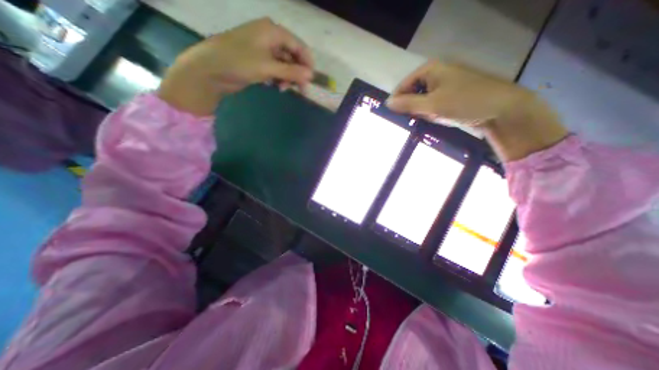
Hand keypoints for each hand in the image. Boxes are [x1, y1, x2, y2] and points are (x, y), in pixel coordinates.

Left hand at [158, 17, 314, 114]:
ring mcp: (263, 50)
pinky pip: (275, 69)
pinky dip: (278, 78)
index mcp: (272, 31)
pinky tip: (275, 86)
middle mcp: (269, 37)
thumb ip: (291, 71)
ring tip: (283, 89)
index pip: (298, 45)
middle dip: (297, 73)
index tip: (311, 80)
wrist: (210, 70)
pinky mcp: (258, 61)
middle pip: (292, 56)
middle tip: (300, 90)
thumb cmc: (239, 62)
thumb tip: (310, 76)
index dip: (307, 63)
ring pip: (285, 64)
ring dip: (287, 77)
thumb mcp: (268, 67)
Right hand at [387, 61, 568, 159]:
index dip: (397, 102)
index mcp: (430, 70)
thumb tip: (387, 103)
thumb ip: (408, 104)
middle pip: (412, 93)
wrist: (502, 109)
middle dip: (411, 109)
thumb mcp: (432, 105)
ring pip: (421, 101)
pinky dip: (430, 114)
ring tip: (428, 120)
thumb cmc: (464, 102)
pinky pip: (432, 105)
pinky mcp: (450, 96)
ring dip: (421, 113)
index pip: (403, 86)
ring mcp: (443, 86)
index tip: (395, 118)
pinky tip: (437, 120)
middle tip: (414, 121)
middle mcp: (435, 75)